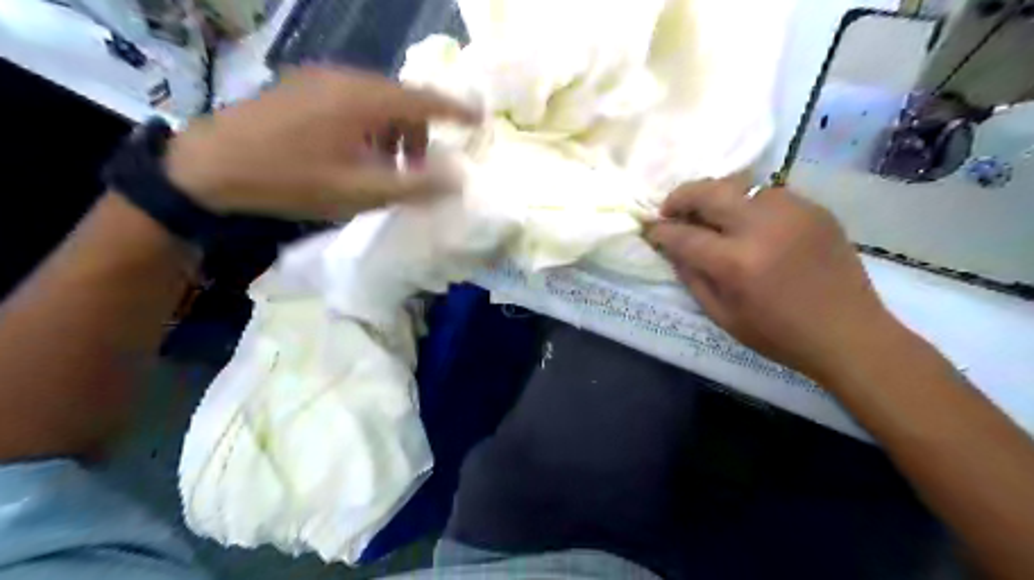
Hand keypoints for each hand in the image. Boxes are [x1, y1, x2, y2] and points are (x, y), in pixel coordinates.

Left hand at [165, 65, 480, 220]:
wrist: (209, 167)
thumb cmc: (292, 180)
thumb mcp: (359, 192)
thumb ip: (414, 186)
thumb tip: (457, 180)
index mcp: (364, 99)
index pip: (426, 99)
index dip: (457, 110)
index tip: (481, 120)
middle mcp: (347, 79)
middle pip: (402, 100)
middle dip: (420, 133)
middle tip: (418, 170)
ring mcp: (321, 80)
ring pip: (377, 101)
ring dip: (393, 132)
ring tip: (385, 168)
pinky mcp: (303, 88)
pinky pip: (353, 102)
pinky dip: (370, 127)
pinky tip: (356, 154)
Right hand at [644, 180, 898, 383]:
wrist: (849, 333)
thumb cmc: (778, 334)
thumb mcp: (722, 316)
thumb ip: (692, 278)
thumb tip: (672, 248)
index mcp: (735, 263)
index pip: (683, 235)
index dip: (661, 231)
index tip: (651, 230)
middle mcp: (761, 227)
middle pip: (707, 191)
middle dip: (680, 197)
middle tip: (670, 210)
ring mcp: (792, 211)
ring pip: (739, 186)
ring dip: (716, 198)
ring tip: (711, 217)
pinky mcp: (814, 208)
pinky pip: (768, 195)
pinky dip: (748, 205)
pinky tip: (749, 224)